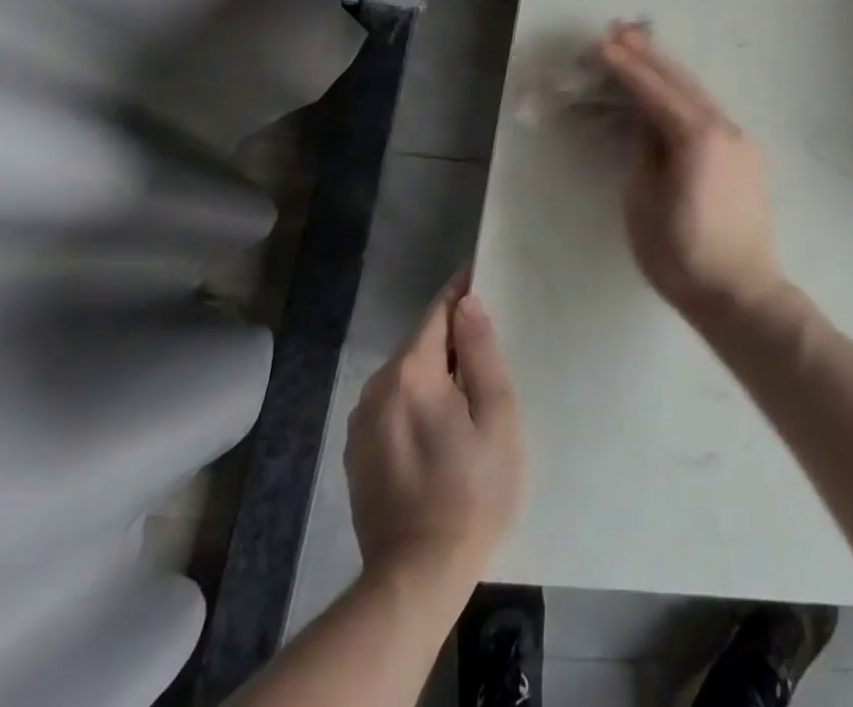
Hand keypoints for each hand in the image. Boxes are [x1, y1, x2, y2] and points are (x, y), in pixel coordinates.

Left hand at [346, 276, 524, 590]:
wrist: (415, 578)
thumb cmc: (472, 491)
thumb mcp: (494, 416)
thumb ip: (480, 353)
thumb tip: (467, 303)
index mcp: (410, 374)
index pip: (436, 312)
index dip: (460, 291)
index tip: (482, 274)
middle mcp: (376, 388)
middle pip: (419, 342)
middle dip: (451, 334)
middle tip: (489, 338)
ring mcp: (361, 422)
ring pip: (405, 373)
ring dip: (434, 367)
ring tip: (469, 381)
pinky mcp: (357, 451)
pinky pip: (393, 402)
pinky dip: (417, 396)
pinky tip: (441, 419)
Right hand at [597, 23, 785, 318]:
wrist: (741, 293)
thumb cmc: (682, 256)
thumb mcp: (643, 204)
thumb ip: (645, 154)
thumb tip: (648, 127)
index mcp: (697, 138)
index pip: (654, 91)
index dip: (626, 67)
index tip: (602, 43)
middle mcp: (723, 127)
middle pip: (680, 81)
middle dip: (649, 55)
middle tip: (620, 29)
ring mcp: (739, 139)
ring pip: (697, 93)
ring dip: (667, 71)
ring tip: (640, 48)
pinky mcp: (744, 154)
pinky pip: (708, 112)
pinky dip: (684, 95)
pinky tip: (670, 90)